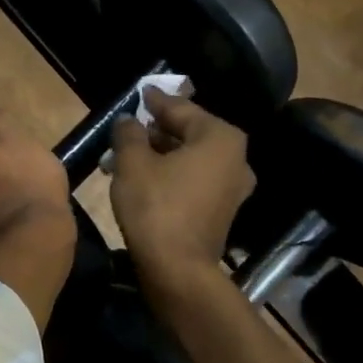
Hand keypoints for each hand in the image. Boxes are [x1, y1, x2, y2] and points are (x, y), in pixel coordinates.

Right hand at [108, 89, 254, 287]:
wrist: (177, 269)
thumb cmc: (155, 207)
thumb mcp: (132, 163)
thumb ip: (129, 133)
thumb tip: (128, 120)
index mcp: (220, 137)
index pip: (181, 109)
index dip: (155, 101)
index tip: (141, 93)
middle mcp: (235, 158)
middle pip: (188, 134)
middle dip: (155, 132)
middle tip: (128, 129)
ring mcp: (232, 188)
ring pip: (190, 160)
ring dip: (160, 156)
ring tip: (127, 156)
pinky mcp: (221, 211)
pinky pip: (193, 181)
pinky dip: (171, 175)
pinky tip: (144, 179)